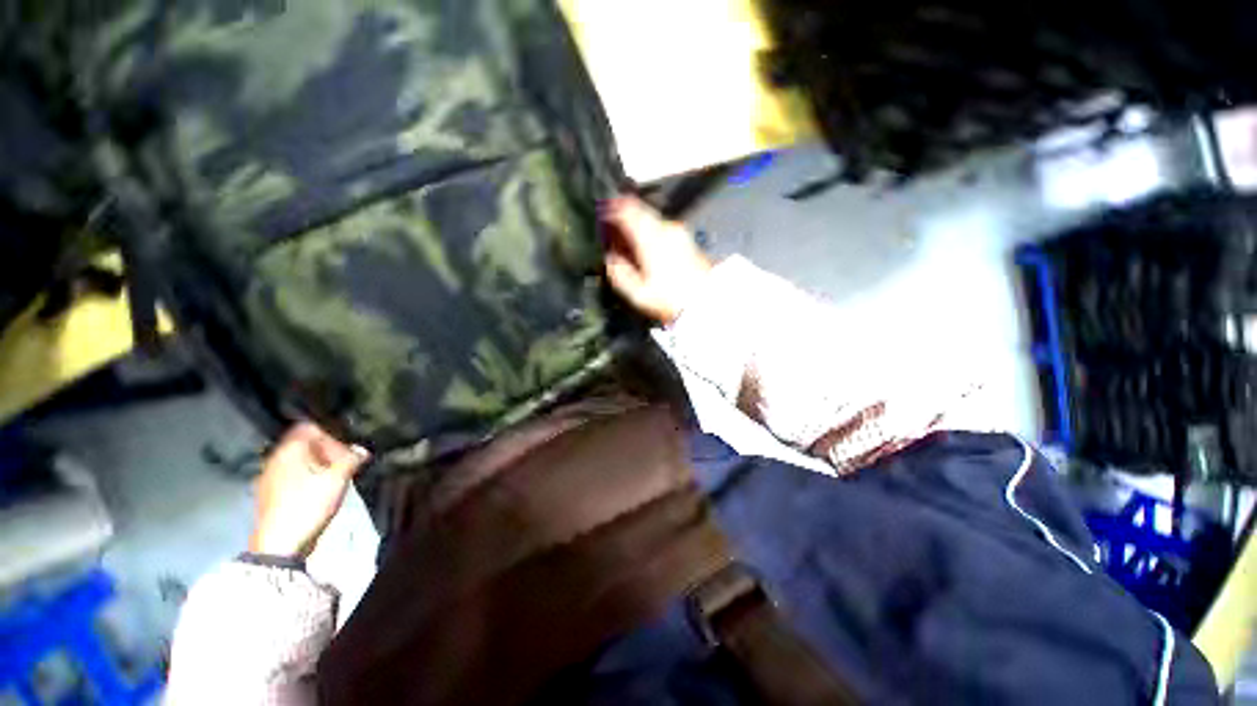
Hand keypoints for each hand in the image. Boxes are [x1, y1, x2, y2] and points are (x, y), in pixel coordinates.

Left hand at [248, 422, 370, 558]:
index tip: (347, 447)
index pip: (311, 427)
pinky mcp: (268, 494)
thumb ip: (351, 459)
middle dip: (326, 450)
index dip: (332, 433)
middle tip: (345, 462)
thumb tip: (361, 450)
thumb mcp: (337, 480)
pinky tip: (318, 490)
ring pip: (297, 460)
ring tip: (334, 477)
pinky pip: (290, 475)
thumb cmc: (308, 505)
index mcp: (290, 450)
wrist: (280, 544)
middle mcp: (275, 458)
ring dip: (317, 464)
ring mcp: (268, 477)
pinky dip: (305, 477)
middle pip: (303, 444)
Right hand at [602, 196, 712, 324]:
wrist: (705, 301)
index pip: (627, 211)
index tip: (602, 212)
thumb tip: (610, 259)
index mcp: (650, 239)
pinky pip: (663, 228)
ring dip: (638, 223)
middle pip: (641, 211)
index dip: (611, 209)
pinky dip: (650, 231)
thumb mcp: (638, 293)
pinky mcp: (686, 240)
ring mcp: (678, 233)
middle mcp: (666, 229)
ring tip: (629, 238)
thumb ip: (620, 273)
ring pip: (652, 219)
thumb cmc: (671, 299)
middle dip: (625, 215)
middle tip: (613, 225)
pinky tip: (647, 246)